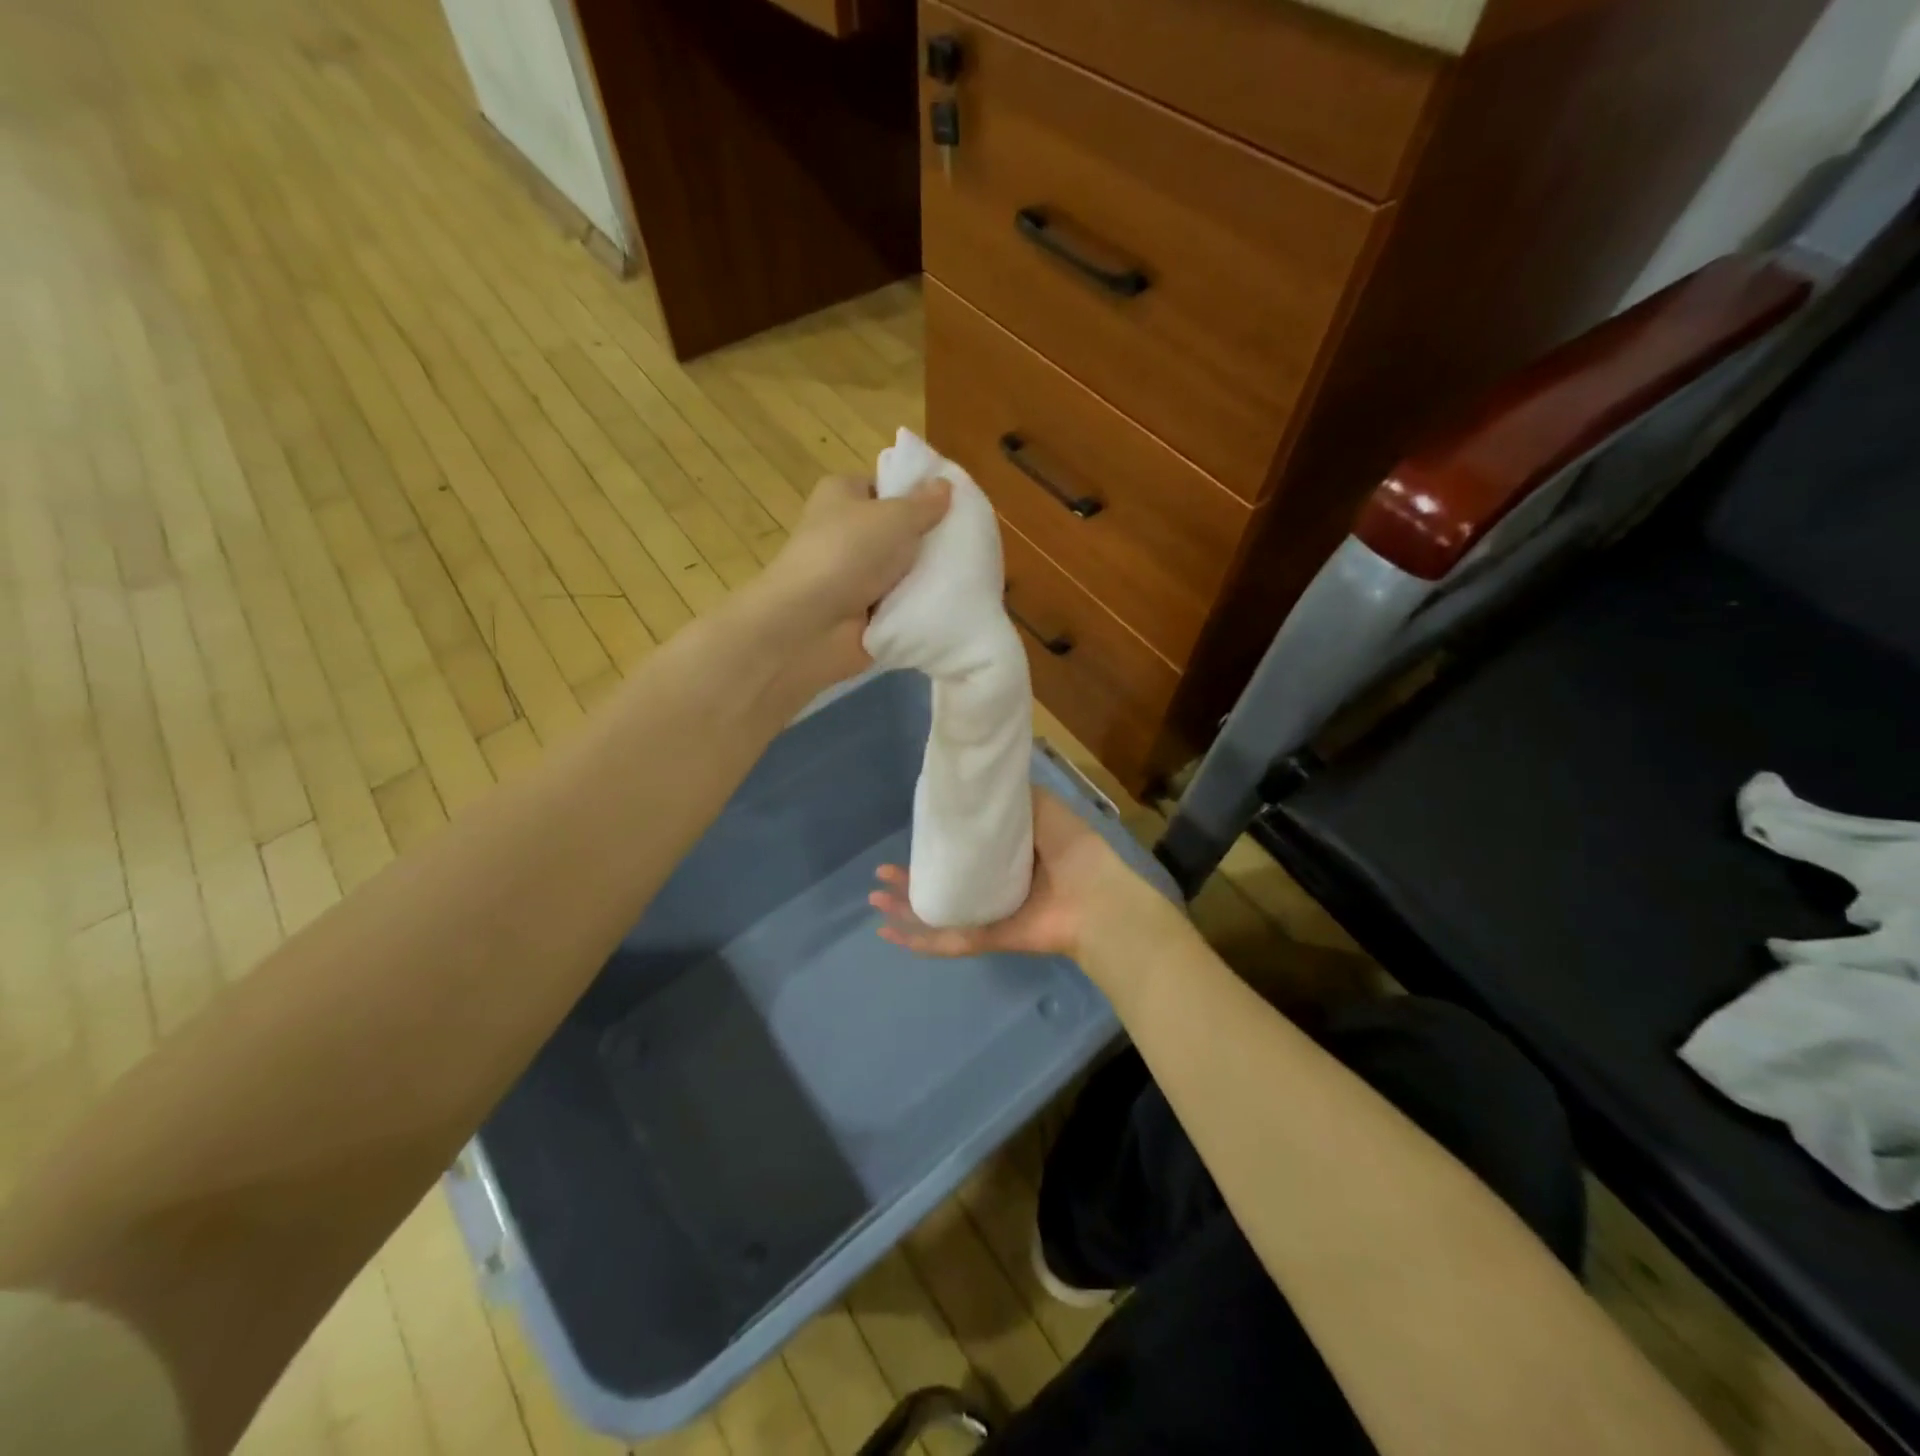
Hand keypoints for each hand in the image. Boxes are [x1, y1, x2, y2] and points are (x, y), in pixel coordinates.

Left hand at [759, 473, 951, 692]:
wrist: (810, 625)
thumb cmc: (848, 553)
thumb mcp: (895, 517)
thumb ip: (924, 504)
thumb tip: (945, 484)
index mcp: (842, 495)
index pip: (885, 488)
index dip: (917, 495)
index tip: (953, 507)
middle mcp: (844, 533)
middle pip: (898, 532)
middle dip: (929, 541)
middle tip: (968, 544)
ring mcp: (853, 577)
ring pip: (902, 572)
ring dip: (926, 578)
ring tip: (967, 576)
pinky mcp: (862, 615)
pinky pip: (900, 606)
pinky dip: (918, 608)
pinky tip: (948, 606)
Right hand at [869, 788, 1156, 963]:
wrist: (1095, 898)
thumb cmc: (1072, 849)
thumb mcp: (1042, 808)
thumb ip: (1013, 799)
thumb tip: (981, 785)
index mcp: (1007, 858)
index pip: (964, 852)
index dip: (936, 844)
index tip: (913, 834)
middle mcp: (993, 886)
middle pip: (943, 884)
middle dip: (910, 880)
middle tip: (882, 872)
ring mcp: (988, 915)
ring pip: (937, 913)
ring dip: (904, 909)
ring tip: (876, 898)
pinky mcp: (987, 938)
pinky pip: (946, 941)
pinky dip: (918, 940)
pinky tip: (889, 932)